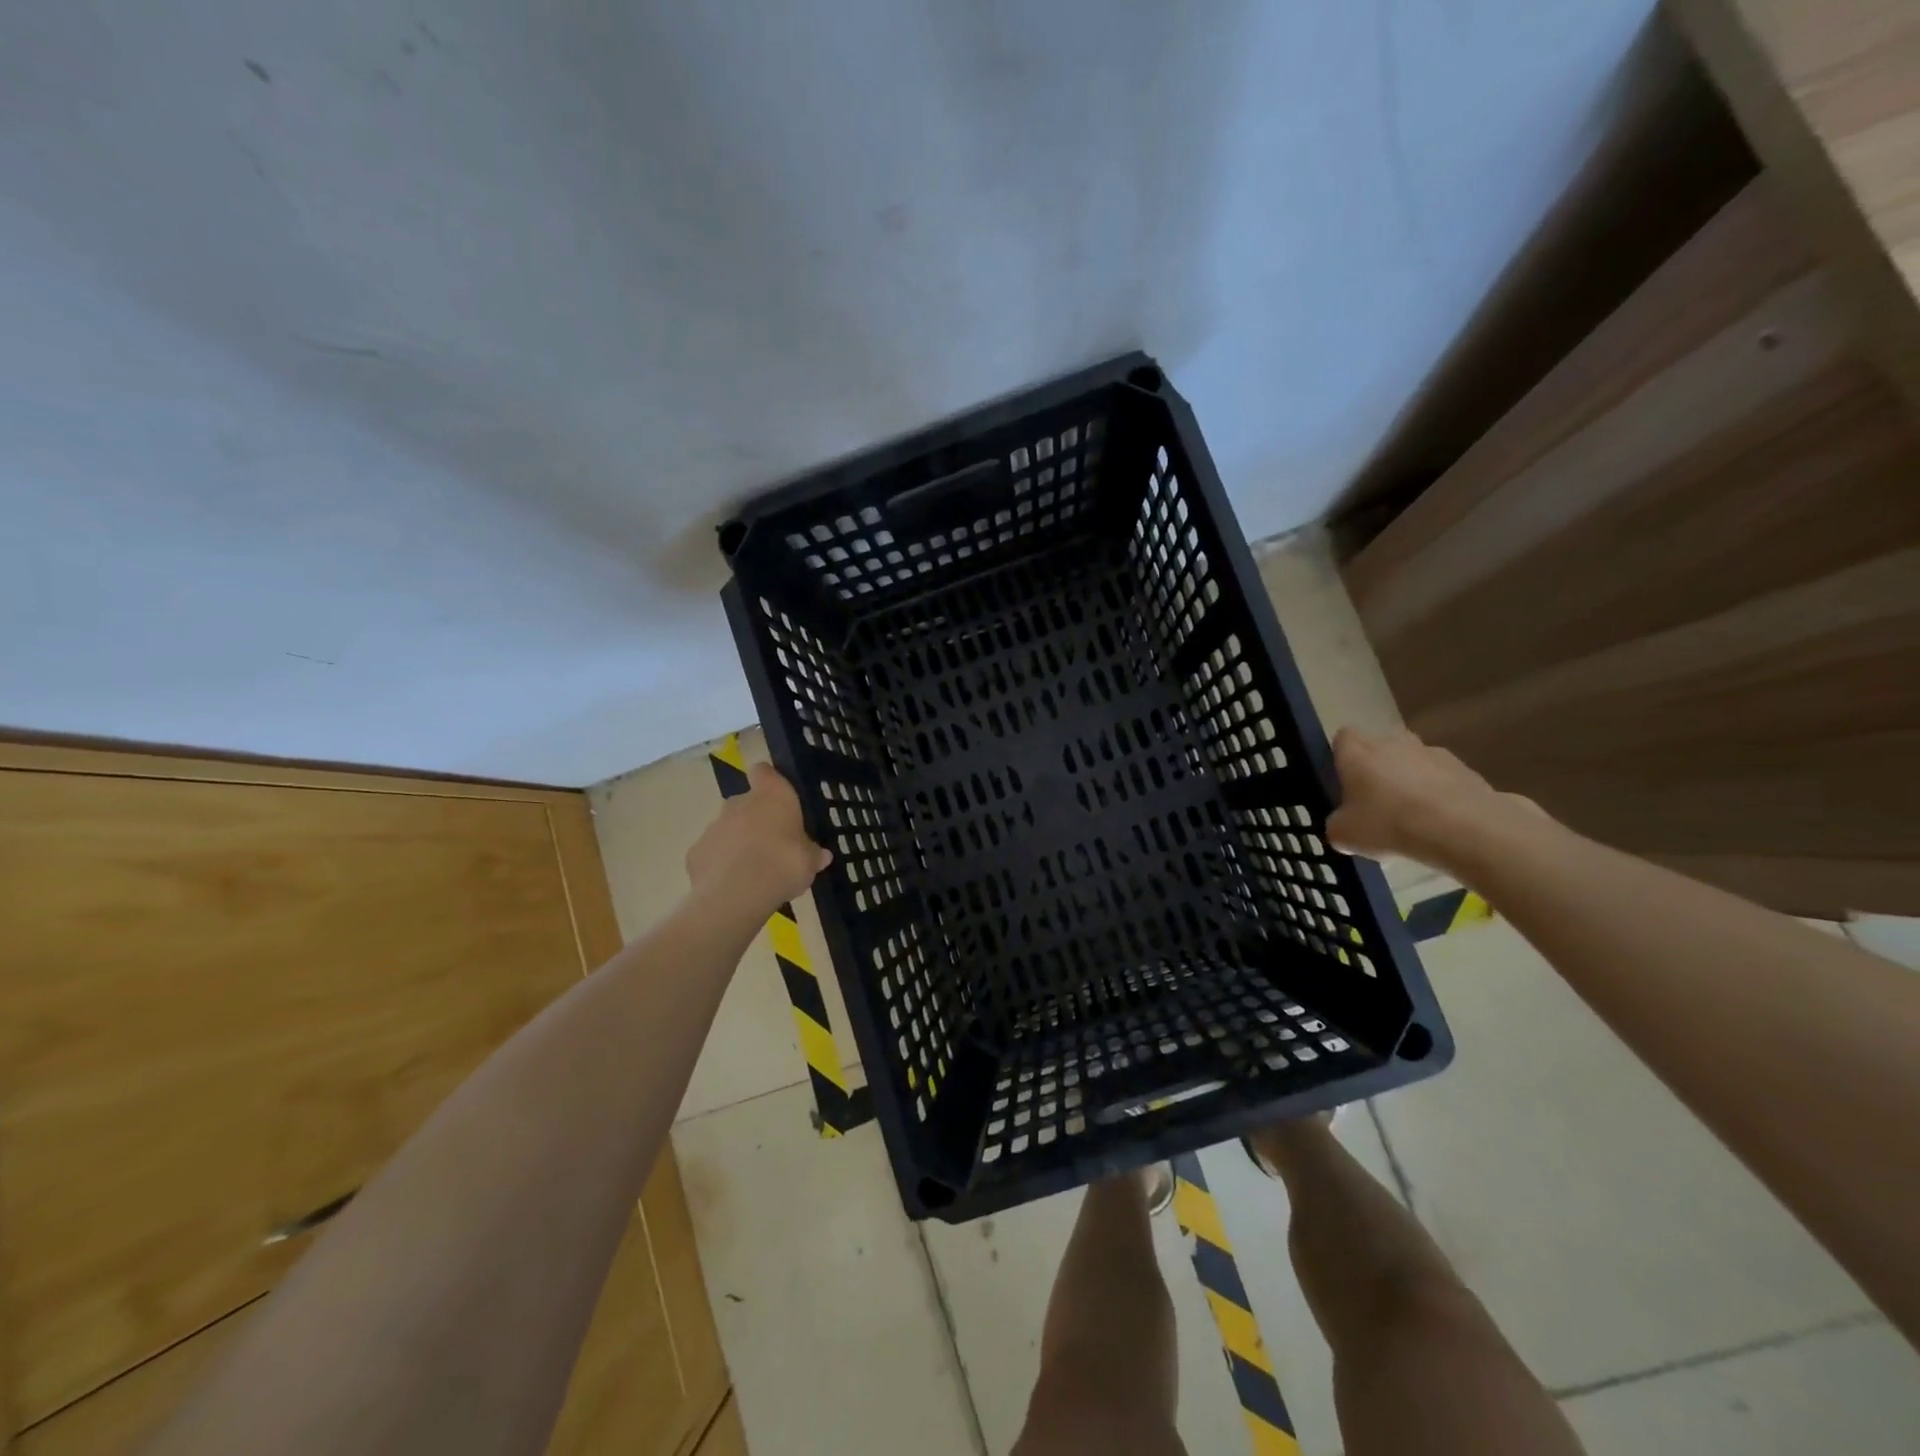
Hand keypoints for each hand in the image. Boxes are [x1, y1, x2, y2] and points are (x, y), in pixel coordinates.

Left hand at [685, 762, 832, 917]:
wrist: (736, 894)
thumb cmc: (783, 864)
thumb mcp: (810, 862)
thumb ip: (813, 854)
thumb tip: (822, 855)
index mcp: (772, 795)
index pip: (764, 772)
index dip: (769, 781)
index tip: (778, 797)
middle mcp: (740, 802)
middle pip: (746, 803)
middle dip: (756, 820)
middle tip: (772, 845)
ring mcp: (714, 826)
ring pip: (728, 828)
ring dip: (738, 843)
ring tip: (753, 871)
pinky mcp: (696, 852)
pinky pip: (713, 854)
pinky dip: (721, 865)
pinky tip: (733, 885)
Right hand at [1325, 727, 1534, 867]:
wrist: (1461, 828)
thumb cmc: (1388, 823)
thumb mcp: (1344, 834)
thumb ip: (1338, 823)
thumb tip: (1342, 823)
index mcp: (1357, 752)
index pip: (1343, 738)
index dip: (1342, 757)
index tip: (1344, 781)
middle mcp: (1392, 742)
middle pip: (1380, 748)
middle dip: (1378, 769)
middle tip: (1376, 802)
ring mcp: (1432, 752)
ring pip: (1413, 762)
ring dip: (1411, 781)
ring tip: (1413, 817)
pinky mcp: (1465, 769)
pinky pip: (1442, 779)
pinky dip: (1439, 795)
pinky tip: (1440, 823)